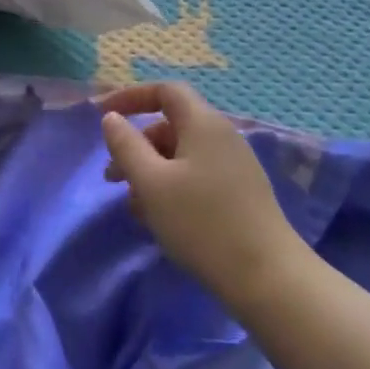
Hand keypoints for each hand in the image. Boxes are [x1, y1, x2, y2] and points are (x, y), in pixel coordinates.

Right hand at [100, 83, 303, 306]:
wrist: (267, 278)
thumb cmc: (201, 222)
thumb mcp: (151, 182)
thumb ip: (126, 145)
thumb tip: (112, 119)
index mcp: (203, 123)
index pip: (165, 90)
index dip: (131, 96)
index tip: (102, 115)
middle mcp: (222, 136)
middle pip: (170, 125)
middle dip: (136, 146)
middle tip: (112, 177)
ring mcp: (234, 166)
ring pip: (181, 155)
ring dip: (150, 172)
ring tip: (134, 207)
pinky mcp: (239, 194)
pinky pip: (196, 176)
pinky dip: (171, 187)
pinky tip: (160, 219)